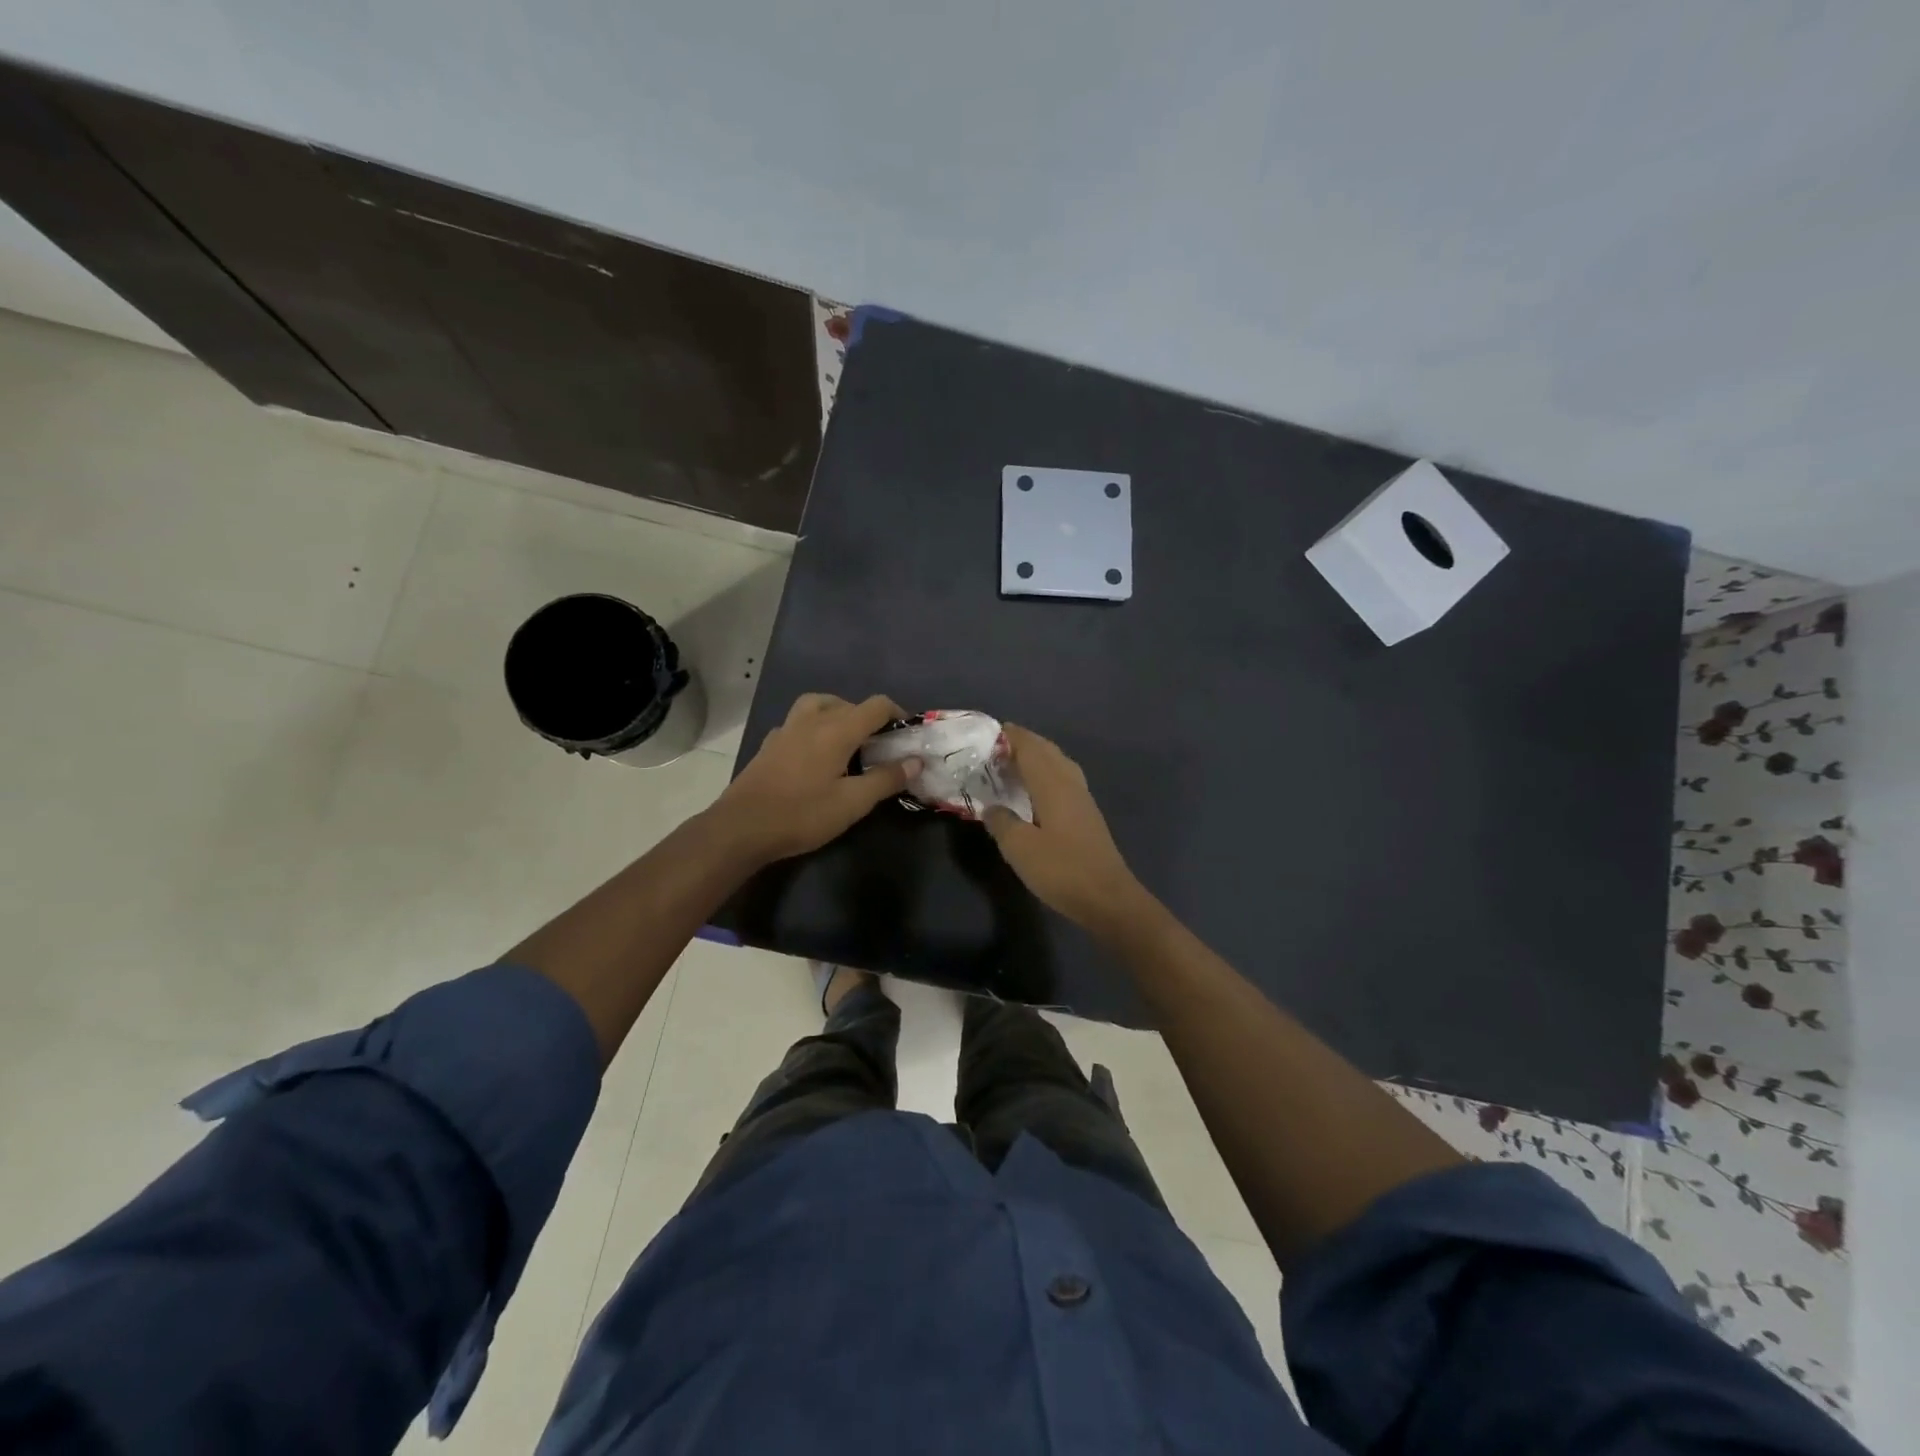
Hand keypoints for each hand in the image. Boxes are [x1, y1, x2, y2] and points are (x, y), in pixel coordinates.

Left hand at [709, 693, 917, 864]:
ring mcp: (786, 729)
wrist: (742, 827)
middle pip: (848, 703)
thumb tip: (915, 761)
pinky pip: (798, 723)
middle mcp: (812, 720)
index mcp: (837, 729)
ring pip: (819, 705)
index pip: (876, 705)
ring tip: (847, 740)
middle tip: (881, 747)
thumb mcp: (852, 803)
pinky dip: (814, 728)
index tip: (907, 735)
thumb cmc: (802, 814)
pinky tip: (815, 753)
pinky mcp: (770, 744)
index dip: (897, 714)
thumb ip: (886, 779)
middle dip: (870, 719)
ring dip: (838, 714)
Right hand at [985, 724, 1151, 938]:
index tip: (991, 730)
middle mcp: (1070, 784)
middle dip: (1025, 742)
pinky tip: (1037, 789)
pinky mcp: (1087, 815)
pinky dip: (1047, 773)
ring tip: (1014, 762)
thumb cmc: (1061, 869)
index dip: (1012, 737)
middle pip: (1047, 751)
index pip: (1031, 749)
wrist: (1107, 898)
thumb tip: (990, 807)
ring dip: (1038, 757)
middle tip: (998, 745)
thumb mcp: (1019, 848)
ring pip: (1059, 764)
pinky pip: (1064, 779)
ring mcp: (1083, 799)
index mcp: (1053, 785)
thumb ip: (1001, 822)